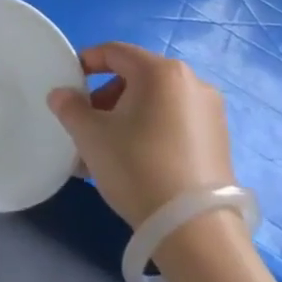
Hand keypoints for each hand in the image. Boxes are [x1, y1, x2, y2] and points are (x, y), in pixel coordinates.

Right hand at [47, 42, 234, 227]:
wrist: (193, 229)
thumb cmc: (137, 167)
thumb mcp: (90, 135)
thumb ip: (69, 107)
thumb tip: (61, 95)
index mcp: (161, 71)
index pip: (115, 52)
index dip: (86, 62)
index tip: (68, 83)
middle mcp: (192, 83)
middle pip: (136, 78)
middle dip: (105, 98)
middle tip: (85, 125)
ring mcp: (210, 113)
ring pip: (155, 103)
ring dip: (125, 118)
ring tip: (104, 152)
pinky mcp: (219, 142)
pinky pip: (174, 124)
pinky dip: (150, 132)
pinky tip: (133, 164)